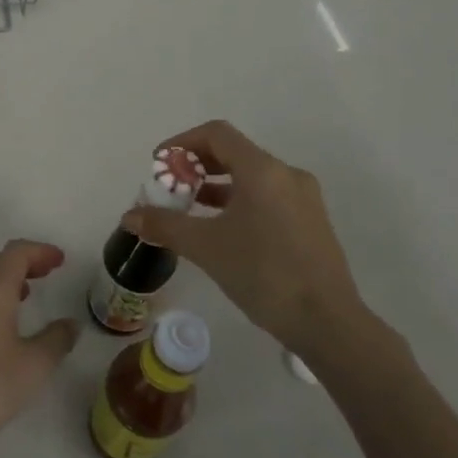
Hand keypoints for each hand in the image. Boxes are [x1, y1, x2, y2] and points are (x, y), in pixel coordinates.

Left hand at [0, 240, 78, 450]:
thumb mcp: (35, 364)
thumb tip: (71, 324)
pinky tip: (3, 320)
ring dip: (6, 277)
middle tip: (47, 272)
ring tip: (28, 293)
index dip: (40, 251)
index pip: (17, 252)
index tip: (60, 260)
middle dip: (23, 260)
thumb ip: (57, 339)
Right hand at [122, 121, 373, 352]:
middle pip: (233, 153)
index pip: (216, 134)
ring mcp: (303, 198)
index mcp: (262, 170)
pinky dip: (238, 202)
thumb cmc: (263, 274)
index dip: (182, 143)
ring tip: (189, 209)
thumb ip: (164, 226)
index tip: (159, 165)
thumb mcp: (205, 248)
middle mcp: (286, 175)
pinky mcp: (310, 222)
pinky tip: (221, 230)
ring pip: (251, 177)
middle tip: (170, 188)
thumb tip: (129, 216)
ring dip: (216, 186)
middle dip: (196, 166)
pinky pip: (267, 197)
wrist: (327, 323)